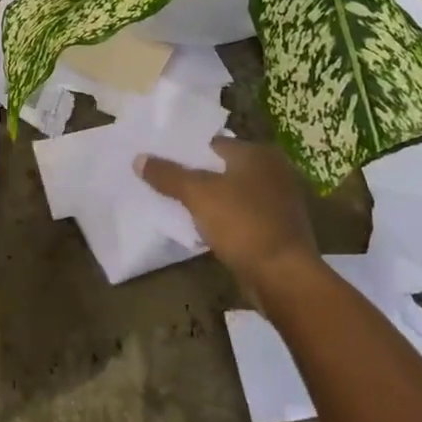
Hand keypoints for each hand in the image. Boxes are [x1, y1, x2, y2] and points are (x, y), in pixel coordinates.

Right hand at [137, 141, 320, 299]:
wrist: (283, 277)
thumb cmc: (242, 223)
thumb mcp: (197, 194)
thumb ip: (167, 175)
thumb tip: (139, 159)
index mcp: (258, 154)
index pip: (213, 143)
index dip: (184, 151)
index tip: (159, 162)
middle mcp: (274, 171)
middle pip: (222, 168)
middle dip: (195, 176)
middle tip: (162, 183)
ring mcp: (279, 202)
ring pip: (232, 193)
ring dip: (209, 200)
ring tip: (176, 205)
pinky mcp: (278, 229)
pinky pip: (241, 216)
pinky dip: (224, 219)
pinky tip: (202, 228)